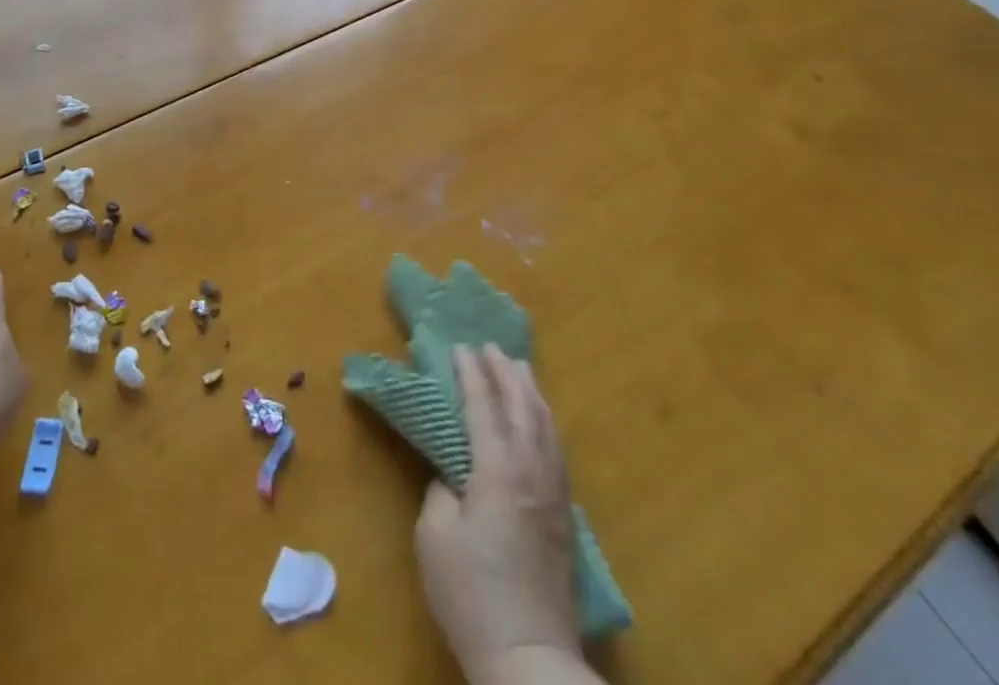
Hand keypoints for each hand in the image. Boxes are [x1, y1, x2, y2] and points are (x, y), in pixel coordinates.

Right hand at [416, 345, 585, 684]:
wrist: (528, 657)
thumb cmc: (471, 593)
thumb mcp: (434, 536)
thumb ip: (441, 489)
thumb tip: (454, 473)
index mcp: (497, 468)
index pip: (482, 405)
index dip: (470, 373)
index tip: (459, 346)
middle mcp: (531, 471)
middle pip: (521, 407)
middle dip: (504, 372)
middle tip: (490, 345)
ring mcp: (554, 493)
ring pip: (545, 426)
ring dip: (529, 392)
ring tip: (518, 368)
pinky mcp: (565, 517)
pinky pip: (557, 450)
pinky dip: (545, 422)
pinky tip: (540, 421)